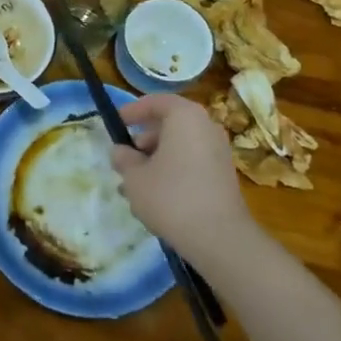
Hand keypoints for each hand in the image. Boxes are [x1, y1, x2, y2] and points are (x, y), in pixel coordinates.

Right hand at [113, 94, 252, 263]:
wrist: (220, 238)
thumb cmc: (171, 196)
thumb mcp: (135, 177)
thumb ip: (124, 159)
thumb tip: (120, 151)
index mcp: (185, 116)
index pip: (156, 101)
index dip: (133, 111)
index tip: (116, 123)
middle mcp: (206, 126)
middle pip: (169, 124)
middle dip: (143, 140)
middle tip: (124, 159)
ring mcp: (219, 151)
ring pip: (180, 145)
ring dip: (156, 159)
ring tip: (135, 185)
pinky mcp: (224, 175)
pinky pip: (192, 162)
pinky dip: (174, 170)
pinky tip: (157, 196)